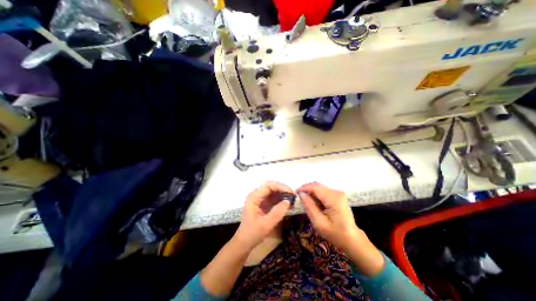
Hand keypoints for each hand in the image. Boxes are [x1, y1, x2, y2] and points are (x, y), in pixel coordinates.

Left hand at [236, 182, 291, 250]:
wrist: (244, 243)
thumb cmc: (252, 234)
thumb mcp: (266, 225)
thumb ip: (277, 212)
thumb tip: (288, 201)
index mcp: (254, 197)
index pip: (269, 185)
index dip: (281, 187)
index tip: (291, 193)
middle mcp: (257, 195)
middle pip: (271, 186)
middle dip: (283, 190)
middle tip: (293, 197)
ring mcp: (260, 199)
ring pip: (273, 191)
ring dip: (283, 195)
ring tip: (293, 201)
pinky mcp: (263, 204)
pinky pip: (273, 198)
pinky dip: (281, 200)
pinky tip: (288, 205)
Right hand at [297, 183, 358, 251]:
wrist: (352, 239)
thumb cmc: (335, 234)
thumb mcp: (319, 223)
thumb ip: (309, 207)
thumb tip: (301, 194)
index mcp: (333, 199)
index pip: (315, 187)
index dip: (304, 188)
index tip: (295, 193)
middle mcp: (337, 192)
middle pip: (317, 185)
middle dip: (307, 189)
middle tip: (299, 197)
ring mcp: (338, 193)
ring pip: (320, 187)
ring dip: (311, 192)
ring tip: (305, 201)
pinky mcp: (338, 195)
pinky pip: (323, 191)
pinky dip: (316, 194)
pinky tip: (314, 202)